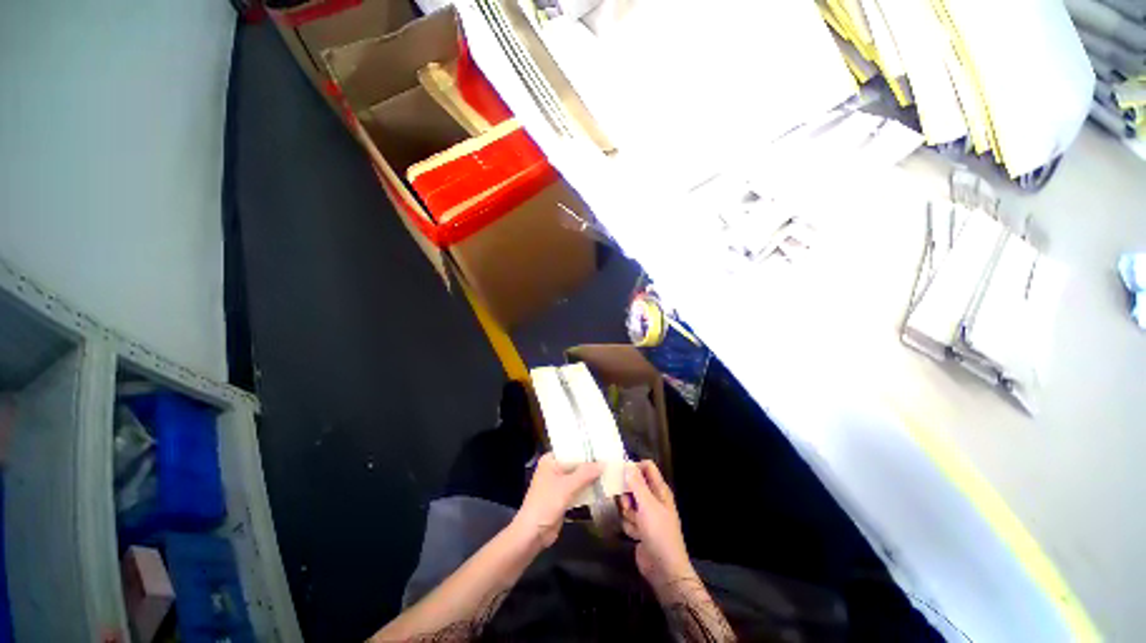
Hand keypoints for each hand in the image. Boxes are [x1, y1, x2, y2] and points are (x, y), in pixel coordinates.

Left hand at [512, 453, 601, 548]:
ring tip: (609, 470)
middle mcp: (554, 468)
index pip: (571, 449)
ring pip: (578, 476)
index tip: (603, 447)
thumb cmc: (546, 503)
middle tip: (610, 459)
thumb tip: (603, 463)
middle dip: (590, 464)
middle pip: (575, 463)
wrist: (533, 533)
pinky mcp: (563, 497)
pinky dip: (587, 488)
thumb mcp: (567, 486)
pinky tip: (602, 486)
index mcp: (550, 460)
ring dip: (590, 476)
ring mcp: (558, 483)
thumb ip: (585, 473)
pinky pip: (578, 488)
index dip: (586, 449)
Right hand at [621, 461, 694, 590]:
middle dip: (627, 495)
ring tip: (635, 524)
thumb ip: (637, 484)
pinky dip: (629, 526)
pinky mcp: (639, 527)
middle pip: (634, 485)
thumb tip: (628, 464)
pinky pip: (627, 518)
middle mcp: (653, 499)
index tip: (621, 473)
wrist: (663, 569)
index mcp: (660, 490)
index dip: (634, 467)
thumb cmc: (659, 532)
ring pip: (628, 502)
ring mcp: (646, 514)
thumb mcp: (647, 505)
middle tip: (627, 504)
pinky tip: (635, 535)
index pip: (647, 467)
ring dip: (628, 513)